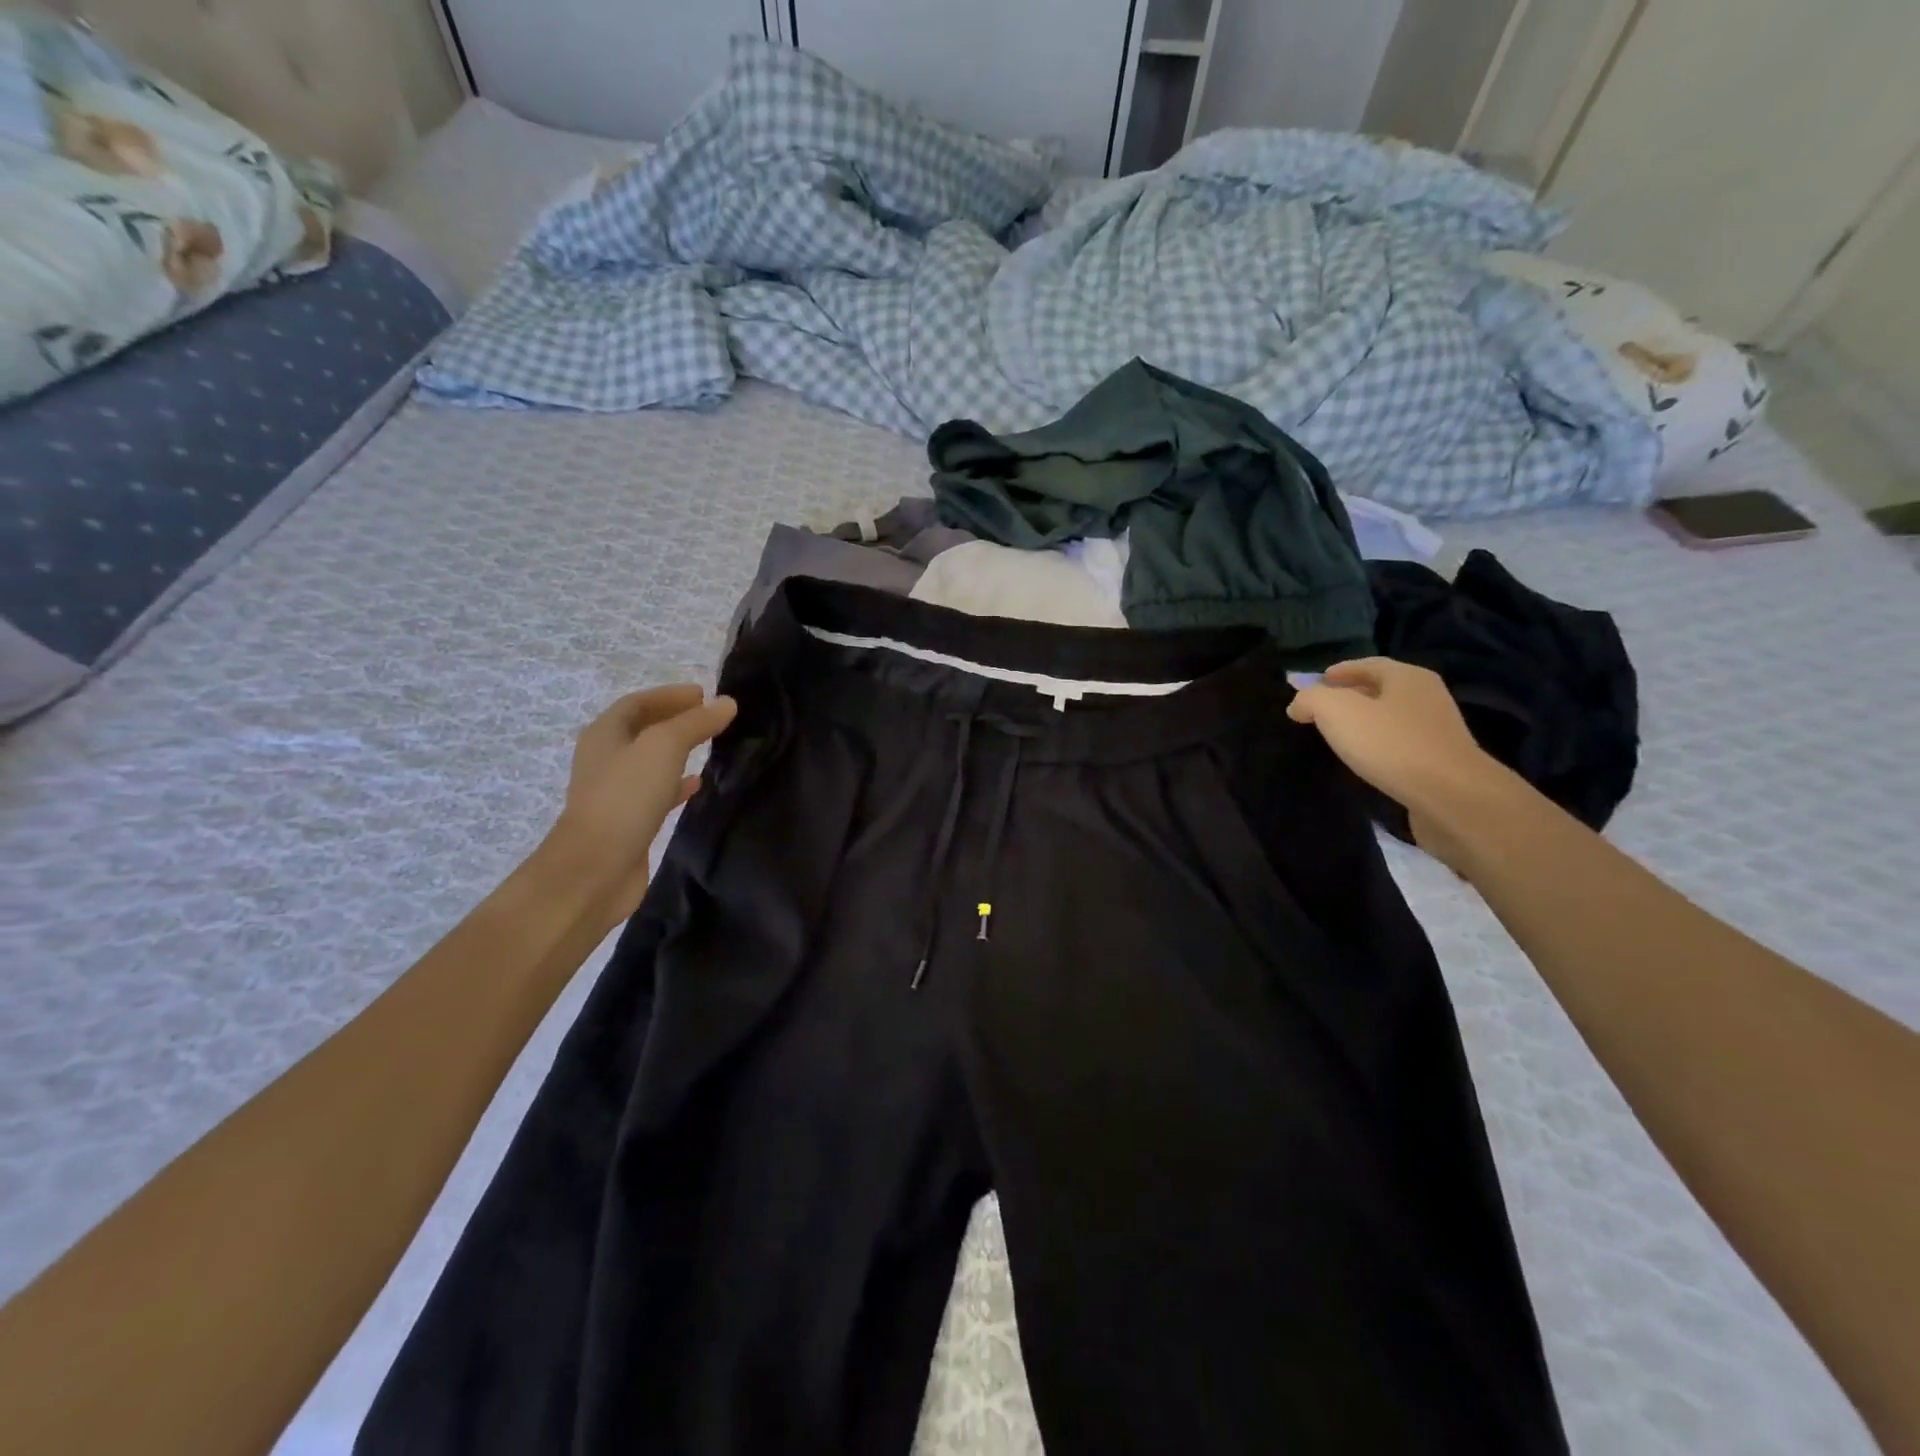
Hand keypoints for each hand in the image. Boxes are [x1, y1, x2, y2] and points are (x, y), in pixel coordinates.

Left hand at [546, 685, 736, 920]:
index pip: (638, 703)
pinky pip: (656, 792)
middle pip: (642, 730)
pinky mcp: (628, 821)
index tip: (705, 694)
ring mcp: (615, 792)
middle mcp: (606, 759)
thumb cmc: (625, 797)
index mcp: (605, 734)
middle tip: (711, 718)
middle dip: (675, 720)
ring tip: (711, 746)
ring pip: (651, 762)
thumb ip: (695, 723)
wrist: (596, 869)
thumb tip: (726, 703)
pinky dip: (677, 783)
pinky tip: (698, 785)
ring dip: (678, 751)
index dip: (670, 695)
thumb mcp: (664, 747)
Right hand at [1287, 658, 1508, 870]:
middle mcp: (1427, 697)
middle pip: (1381, 690)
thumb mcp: (1336, 711)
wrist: (1450, 797)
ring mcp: (1438, 731)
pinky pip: (1400, 746)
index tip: (1314, 683)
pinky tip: (1363, 761)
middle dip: (1350, 696)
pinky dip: (1378, 747)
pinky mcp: (1440, 763)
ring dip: (1364, 724)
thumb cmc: (1390, 744)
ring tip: (1337, 737)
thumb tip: (1299, 704)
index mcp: (1407, 677)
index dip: (1339, 671)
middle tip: (1320, 710)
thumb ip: (1311, 699)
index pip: (1368, 664)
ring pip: (1391, 719)